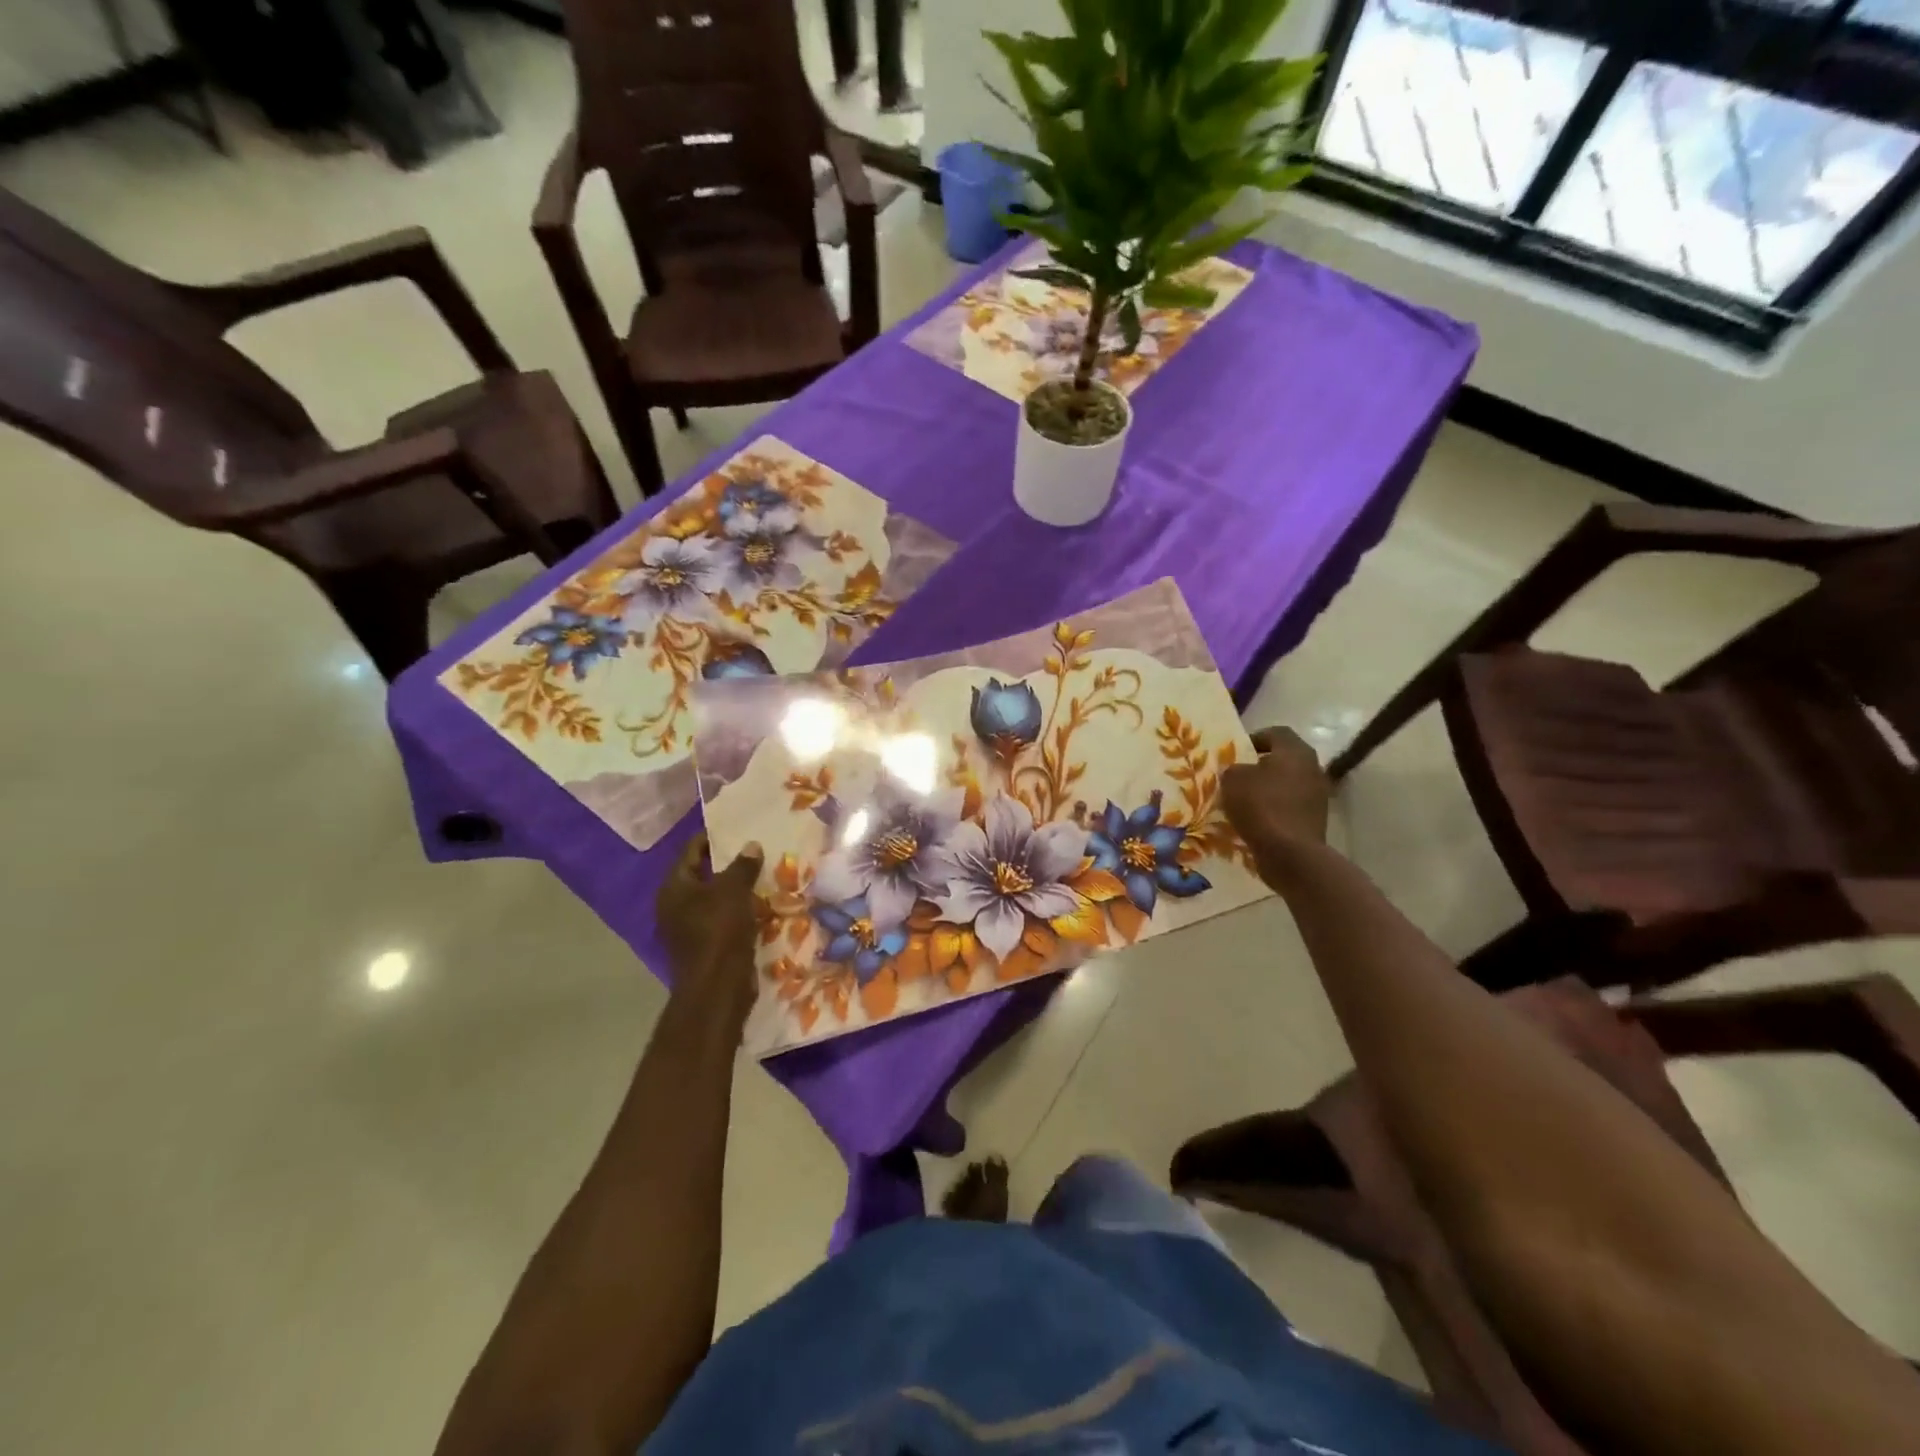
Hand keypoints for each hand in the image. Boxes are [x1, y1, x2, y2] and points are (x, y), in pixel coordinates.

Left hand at [657, 834, 763, 1023]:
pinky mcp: (706, 946)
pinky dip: (740, 911)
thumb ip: (742, 865)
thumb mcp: (733, 891)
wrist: (718, 987)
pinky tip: (763, 904)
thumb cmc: (719, 931)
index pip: (691, 851)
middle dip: (729, 863)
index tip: (737, 827)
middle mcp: (675, 906)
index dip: (713, 837)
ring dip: (737, 889)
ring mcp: (689, 928)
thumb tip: (751, 845)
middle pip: (703, 875)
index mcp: (674, 888)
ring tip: (765, 873)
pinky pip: (724, 919)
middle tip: (756, 849)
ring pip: (716, 899)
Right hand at [1222, 727, 1330, 870]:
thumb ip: (1234, 769)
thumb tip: (1240, 772)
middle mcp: (1313, 768)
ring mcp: (1318, 795)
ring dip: (1268, 789)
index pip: (1277, 733)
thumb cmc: (1261, 806)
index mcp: (1296, 751)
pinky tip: (1257, 820)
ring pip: (1288, 784)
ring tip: (1245, 801)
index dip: (1255, 738)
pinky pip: (1291, 807)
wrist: (1290, 853)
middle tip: (1239, 776)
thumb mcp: (1233, 779)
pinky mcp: (1315, 819)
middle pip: (1285, 759)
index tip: (1237, 752)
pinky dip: (1275, 809)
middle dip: (1261, 766)